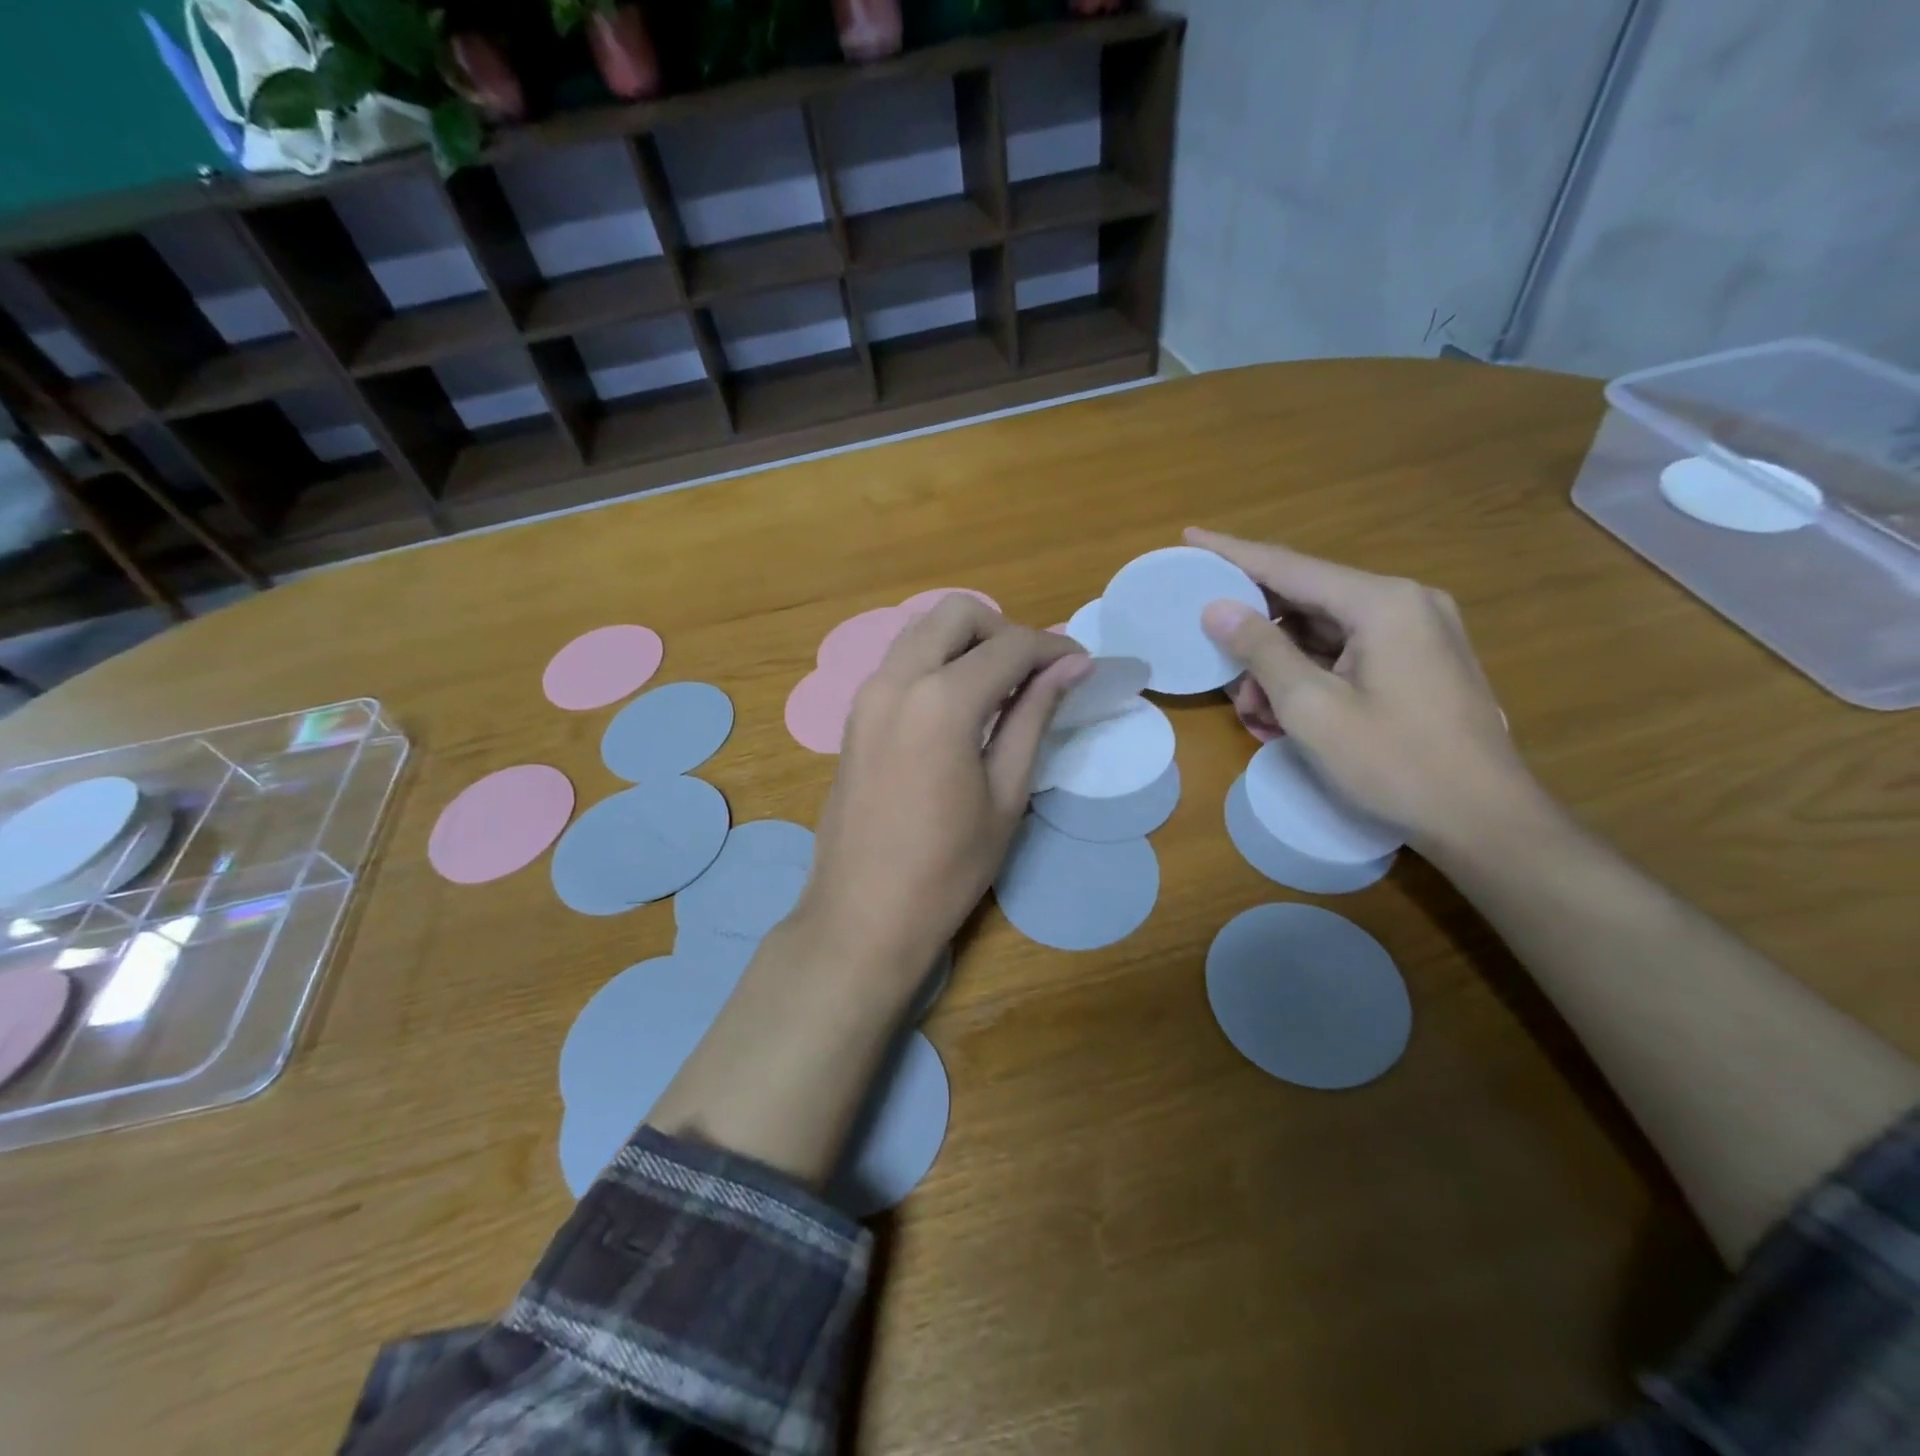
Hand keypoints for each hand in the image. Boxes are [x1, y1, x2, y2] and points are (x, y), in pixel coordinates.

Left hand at [797, 597, 1089, 983]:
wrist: (862, 914)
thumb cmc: (947, 867)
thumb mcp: (1006, 793)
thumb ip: (1034, 717)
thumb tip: (1073, 665)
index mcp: (941, 700)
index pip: (1010, 646)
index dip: (1053, 649)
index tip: (1082, 665)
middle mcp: (896, 680)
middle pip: (956, 614)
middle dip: (1003, 630)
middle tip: (1033, 674)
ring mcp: (867, 694)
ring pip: (921, 630)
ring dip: (966, 641)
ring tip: (1000, 687)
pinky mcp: (854, 715)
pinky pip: (900, 662)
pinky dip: (936, 661)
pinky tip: (960, 705)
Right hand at [1188, 528, 1537, 851]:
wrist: (1484, 820)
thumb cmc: (1394, 762)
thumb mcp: (1312, 708)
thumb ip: (1261, 650)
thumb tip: (1217, 608)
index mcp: (1382, 602)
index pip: (1288, 566)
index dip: (1232, 554)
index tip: (1190, 537)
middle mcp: (1404, 603)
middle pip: (1306, 601)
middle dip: (1256, 635)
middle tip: (1217, 663)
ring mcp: (1417, 633)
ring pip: (1323, 633)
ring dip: (1280, 667)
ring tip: (1255, 711)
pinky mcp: (1419, 663)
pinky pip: (1347, 654)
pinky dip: (1310, 678)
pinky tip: (1286, 716)